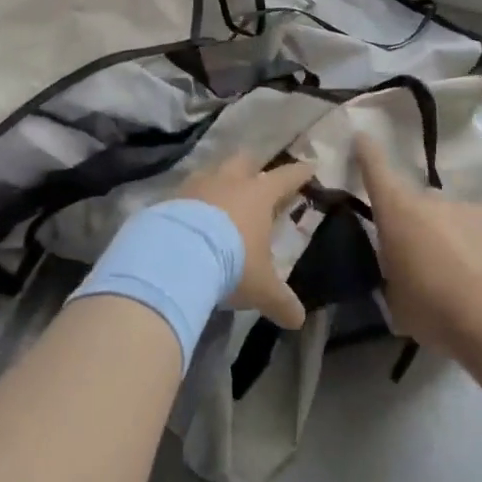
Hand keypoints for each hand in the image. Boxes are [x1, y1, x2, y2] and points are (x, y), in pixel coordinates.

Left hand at [178, 153, 315, 329]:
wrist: (176, 256)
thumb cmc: (231, 264)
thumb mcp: (261, 287)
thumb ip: (281, 300)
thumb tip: (299, 320)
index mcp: (259, 194)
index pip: (286, 177)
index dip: (299, 173)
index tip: (309, 166)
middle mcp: (229, 180)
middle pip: (245, 161)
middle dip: (253, 167)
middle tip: (257, 179)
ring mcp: (198, 184)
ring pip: (213, 171)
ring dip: (220, 181)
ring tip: (221, 197)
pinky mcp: (172, 197)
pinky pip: (188, 192)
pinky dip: (194, 200)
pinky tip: (192, 216)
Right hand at [355, 134, 481, 356]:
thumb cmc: (433, 308)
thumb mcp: (394, 296)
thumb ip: (391, 270)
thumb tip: (397, 266)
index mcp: (397, 211)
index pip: (376, 169)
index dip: (367, 152)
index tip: (362, 136)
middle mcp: (429, 199)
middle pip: (414, 202)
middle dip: (412, 222)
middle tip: (416, 257)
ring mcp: (465, 207)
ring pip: (446, 216)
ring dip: (444, 235)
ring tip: (452, 273)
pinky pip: (473, 228)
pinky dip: (471, 244)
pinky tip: (480, 275)